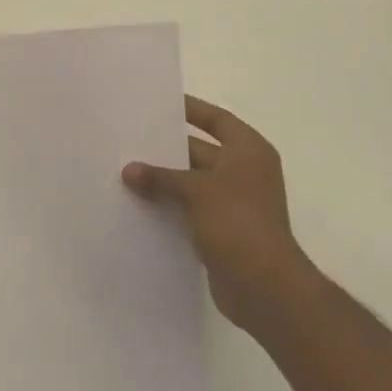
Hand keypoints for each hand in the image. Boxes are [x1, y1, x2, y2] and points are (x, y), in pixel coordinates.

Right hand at [122, 95, 319, 334]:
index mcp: (248, 151)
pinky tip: (139, 204)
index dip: (191, 109)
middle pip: (201, 150)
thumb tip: (128, 170)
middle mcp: (244, 172)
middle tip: (131, 139)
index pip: (216, 119)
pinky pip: (191, 209)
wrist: (264, 287)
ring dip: (166, 180)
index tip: (159, 103)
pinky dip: (170, 206)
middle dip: (169, 148)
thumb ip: (161, 178)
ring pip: (193, 182)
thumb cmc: (237, 222)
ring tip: (127, 171)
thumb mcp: (196, 191)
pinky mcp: (223, 231)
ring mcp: (235, 203)